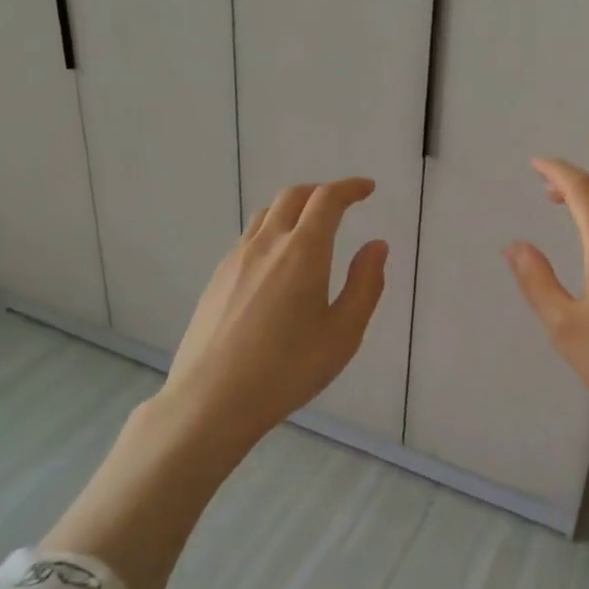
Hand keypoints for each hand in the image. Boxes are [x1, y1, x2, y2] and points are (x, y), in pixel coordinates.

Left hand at [167, 176, 388, 438]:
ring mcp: (236, 259)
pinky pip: (249, 238)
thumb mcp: (344, 333)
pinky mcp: (217, 278)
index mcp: (303, 251)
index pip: (327, 199)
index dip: (350, 187)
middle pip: (293, 196)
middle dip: (321, 192)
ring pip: (266, 214)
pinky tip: (278, 264)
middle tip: (342, 204)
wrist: (211, 400)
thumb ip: (366, 284)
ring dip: (294, 209)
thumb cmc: (288, 369)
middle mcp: (267, 243)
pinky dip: (272, 231)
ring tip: (311, 229)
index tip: (367, 188)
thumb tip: (377, 245)